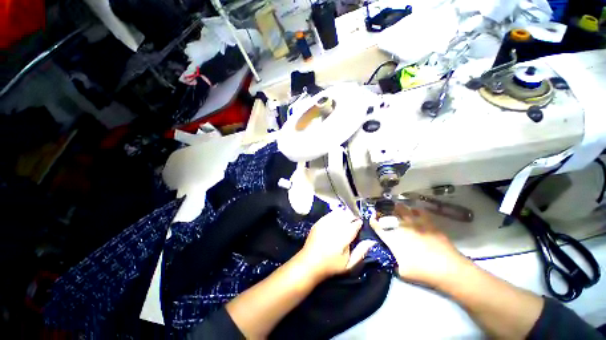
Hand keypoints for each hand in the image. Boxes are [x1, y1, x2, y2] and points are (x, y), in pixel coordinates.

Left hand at [297, 210, 374, 279]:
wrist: (309, 263)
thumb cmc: (331, 266)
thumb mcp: (348, 265)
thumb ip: (360, 252)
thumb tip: (371, 241)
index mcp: (342, 239)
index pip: (354, 226)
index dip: (358, 223)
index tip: (361, 223)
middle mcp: (333, 229)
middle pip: (346, 216)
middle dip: (352, 216)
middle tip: (355, 219)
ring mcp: (324, 224)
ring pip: (337, 213)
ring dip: (344, 213)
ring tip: (347, 216)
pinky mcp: (318, 222)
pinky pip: (329, 214)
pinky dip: (335, 213)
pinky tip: (337, 216)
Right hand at [370, 204, 469, 286]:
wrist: (448, 269)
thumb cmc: (423, 272)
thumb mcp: (402, 272)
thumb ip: (394, 263)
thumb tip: (392, 259)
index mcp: (393, 239)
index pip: (378, 227)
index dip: (373, 222)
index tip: (372, 219)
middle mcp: (401, 228)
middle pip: (390, 214)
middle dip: (385, 211)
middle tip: (385, 212)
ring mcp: (415, 224)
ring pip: (403, 209)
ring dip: (398, 208)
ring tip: (397, 207)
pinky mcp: (428, 223)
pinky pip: (419, 211)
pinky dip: (415, 210)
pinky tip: (415, 212)